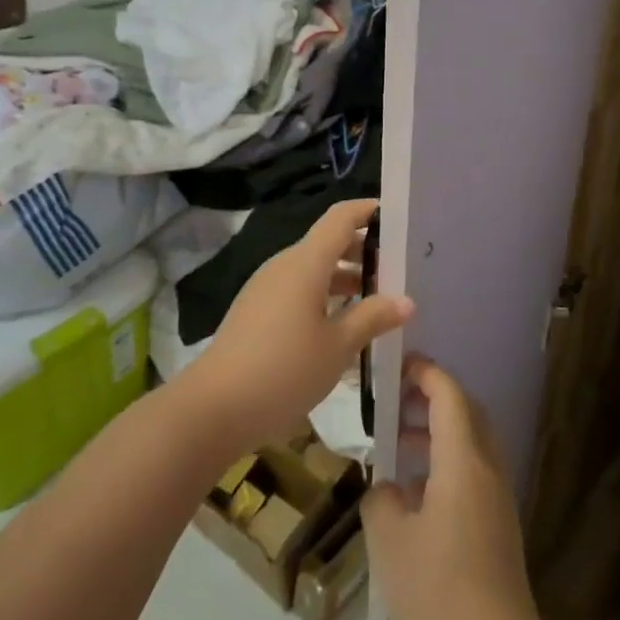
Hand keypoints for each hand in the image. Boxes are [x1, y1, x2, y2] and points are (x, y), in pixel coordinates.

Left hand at [177, 198, 411, 455]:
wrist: (213, 409)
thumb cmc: (283, 370)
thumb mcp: (338, 347)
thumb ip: (373, 318)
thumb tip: (406, 301)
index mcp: (305, 263)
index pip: (341, 218)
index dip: (368, 211)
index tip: (398, 218)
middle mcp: (284, 266)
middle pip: (328, 242)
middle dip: (363, 250)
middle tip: (398, 269)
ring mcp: (267, 288)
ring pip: (313, 269)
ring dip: (345, 277)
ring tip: (377, 301)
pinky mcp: (256, 311)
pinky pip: (298, 289)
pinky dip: (324, 295)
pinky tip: (342, 326)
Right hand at [362, 357, 552, 619]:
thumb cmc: (439, 593)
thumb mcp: (390, 542)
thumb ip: (381, 500)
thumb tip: (388, 488)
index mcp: (464, 461)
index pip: (449, 395)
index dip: (425, 373)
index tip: (396, 366)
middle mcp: (487, 469)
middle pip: (466, 413)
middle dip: (432, 398)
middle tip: (393, 401)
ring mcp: (497, 499)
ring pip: (470, 444)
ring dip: (437, 432)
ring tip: (396, 444)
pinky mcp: (498, 526)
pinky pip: (472, 472)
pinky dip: (445, 463)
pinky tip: (413, 494)